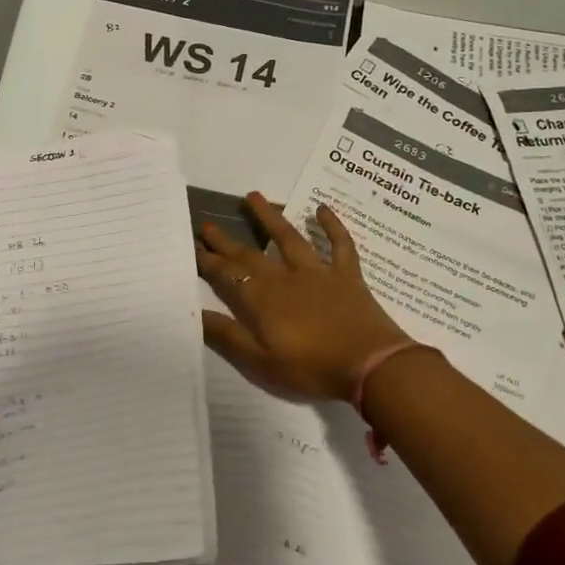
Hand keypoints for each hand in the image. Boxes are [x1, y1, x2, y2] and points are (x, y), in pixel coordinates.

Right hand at [196, 193, 413, 399]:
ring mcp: (318, 271)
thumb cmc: (312, 367)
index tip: (194, 245)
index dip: (209, 260)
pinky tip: (322, 209)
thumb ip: (227, 335)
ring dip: (270, 217)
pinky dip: (331, 225)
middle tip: (209, 224)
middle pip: (250, 254)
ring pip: (290, 237)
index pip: (228, 274)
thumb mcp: (261, 360)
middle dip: (227, 240)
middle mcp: (285, 276)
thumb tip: (195, 313)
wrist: (370, 364)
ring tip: (254, 196)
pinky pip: (339, 243)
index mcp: (262, 298)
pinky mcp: (347, 274)